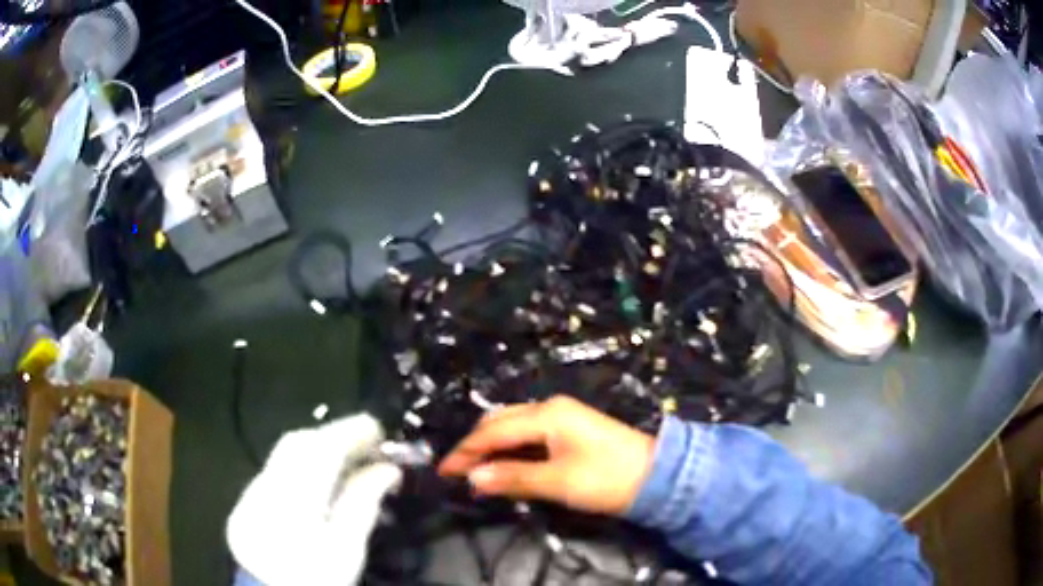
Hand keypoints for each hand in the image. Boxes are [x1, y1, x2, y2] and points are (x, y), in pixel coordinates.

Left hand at [227, 414, 401, 585]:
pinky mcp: (246, 503)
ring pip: (285, 455)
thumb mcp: (348, 548)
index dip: (351, 431)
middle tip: (366, 446)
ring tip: (348, 463)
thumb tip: (388, 469)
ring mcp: (251, 493)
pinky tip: (319, 485)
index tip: (380, 429)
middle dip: (333, 436)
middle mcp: (266, 485)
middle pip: (297, 443)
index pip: (321, 448)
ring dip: (318, 450)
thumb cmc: (319, 577)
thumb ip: (364, 503)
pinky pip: (277, 471)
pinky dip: (302, 468)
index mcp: (293, 496)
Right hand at [438, 395, 655, 515]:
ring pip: (513, 427)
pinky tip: (503, 464)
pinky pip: (528, 434)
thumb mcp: (558, 481)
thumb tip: (473, 478)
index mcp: (546, 414)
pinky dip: (510, 449)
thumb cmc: (607, 478)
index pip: (493, 432)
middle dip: (475, 445)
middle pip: (500, 422)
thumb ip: (514, 478)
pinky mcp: (570, 430)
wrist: (657, 476)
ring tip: (474, 470)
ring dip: (492, 447)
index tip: (443, 471)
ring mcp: (562, 417)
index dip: (465, 452)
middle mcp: (550, 408)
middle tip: (457, 472)